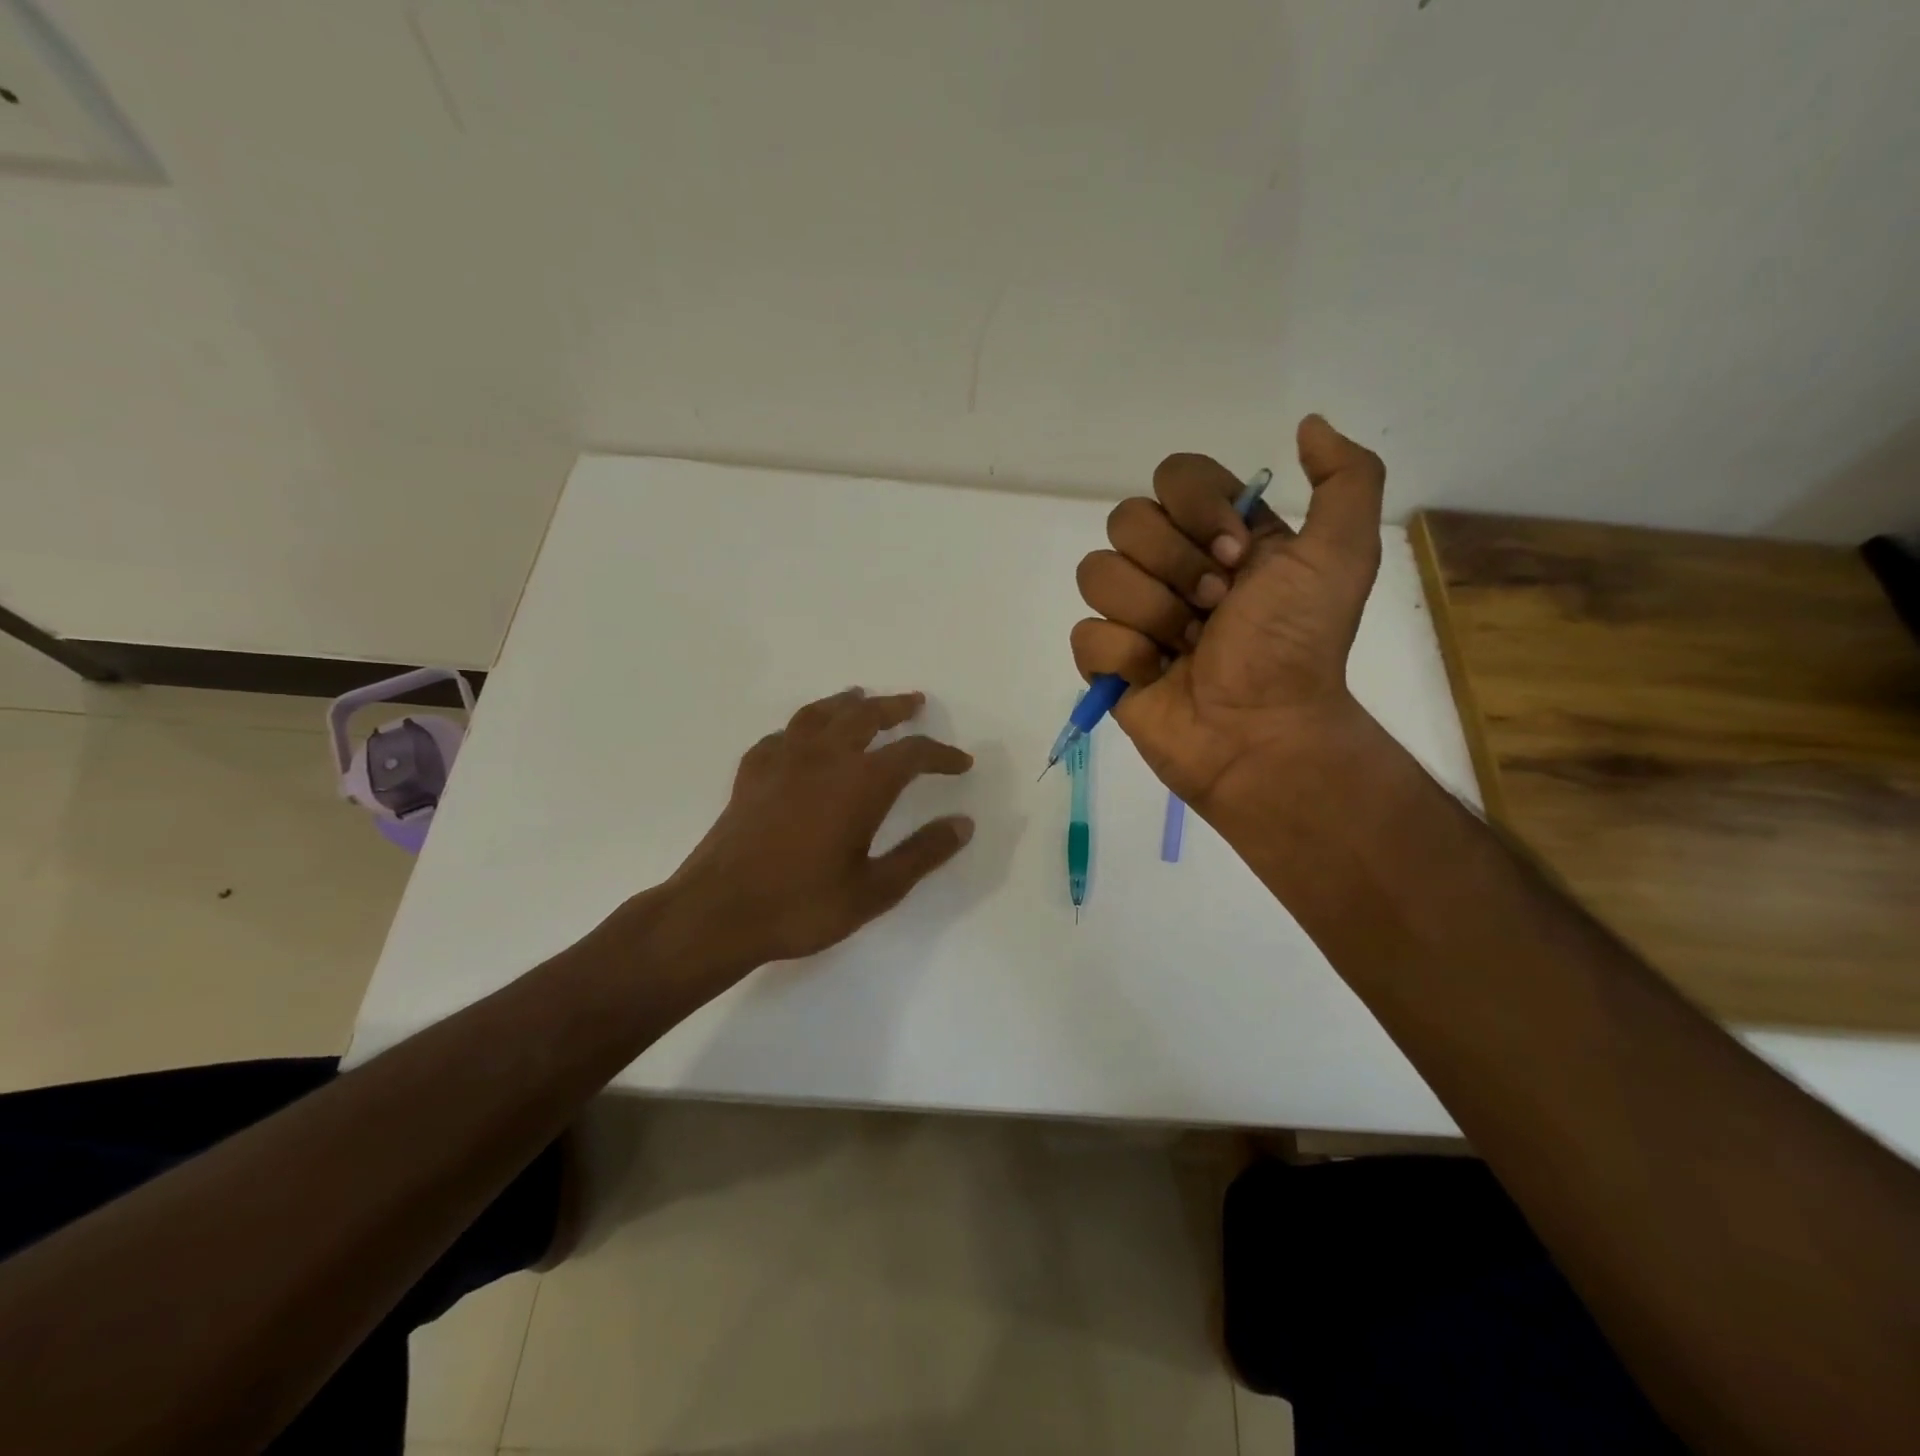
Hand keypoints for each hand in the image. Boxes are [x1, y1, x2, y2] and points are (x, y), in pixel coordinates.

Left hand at [665, 688, 974, 966]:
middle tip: (914, 703)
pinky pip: (781, 736)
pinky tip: (801, 739)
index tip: (961, 762)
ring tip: (859, 697)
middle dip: (894, 708)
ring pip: (819, 714)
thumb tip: (963, 824)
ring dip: (846, 703)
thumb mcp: (875, 890)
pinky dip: (800, 729)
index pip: (912, 754)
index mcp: (860, 784)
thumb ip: (922, 853)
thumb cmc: (803, 905)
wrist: (717, 914)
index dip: (941, 754)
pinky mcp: (751, 775)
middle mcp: (824, 759)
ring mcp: (782, 762)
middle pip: (865, 717)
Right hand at [1071, 415, 1386, 820]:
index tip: (1236, 556)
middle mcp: (1171, 565)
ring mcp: (1134, 613)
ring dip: (1152, 614)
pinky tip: (1157, 676)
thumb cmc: (1297, 646)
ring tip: (1187, 649)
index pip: (1173, 476)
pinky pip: (1086, 633)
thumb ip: (1346, 478)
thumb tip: (1308, 424)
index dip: (1196, 510)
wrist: (1262, 732)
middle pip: (1126, 520)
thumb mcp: (1341, 555)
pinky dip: (1125, 657)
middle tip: (1216, 610)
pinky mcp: (1107, 660)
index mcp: (1218, 534)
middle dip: (1175, 568)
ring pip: (1097, 573)